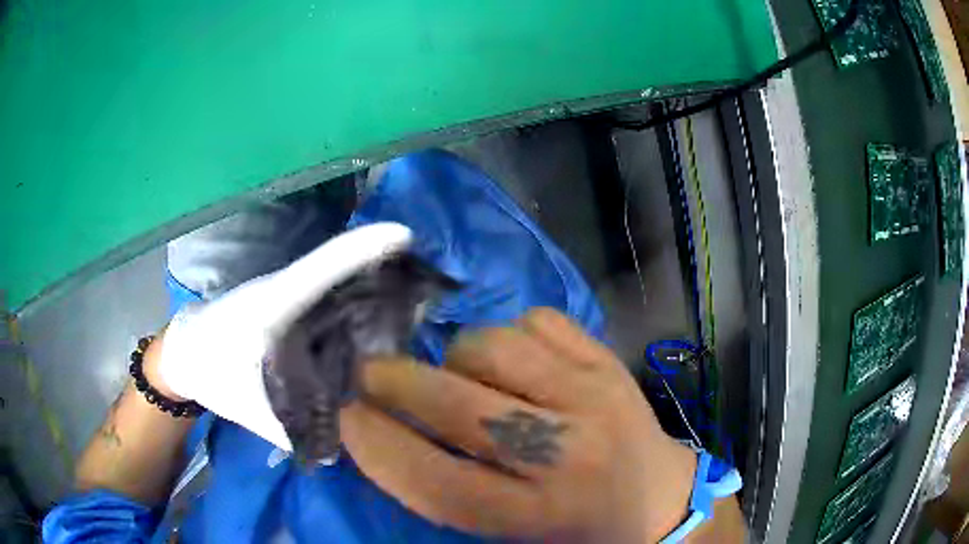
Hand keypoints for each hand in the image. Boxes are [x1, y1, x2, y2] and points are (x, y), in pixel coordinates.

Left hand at [155, 222, 412, 449]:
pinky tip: (376, 333)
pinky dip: (355, 309)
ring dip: (374, 290)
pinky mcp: (289, 304)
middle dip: (387, 274)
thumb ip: (293, 430)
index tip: (405, 237)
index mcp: (272, 306)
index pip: (320, 269)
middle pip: (342, 272)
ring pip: (337, 285)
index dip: (361, 249)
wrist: (184, 353)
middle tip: (433, 293)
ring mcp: (288, 294)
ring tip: (416, 312)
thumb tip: (336, 452)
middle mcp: (285, 290)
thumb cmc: (210, 370)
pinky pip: (328, 300)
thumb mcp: (248, 408)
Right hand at [341, 308, 698, 541]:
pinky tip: (513, 358)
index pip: (440, 482)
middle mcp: (567, 454)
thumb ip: (449, 493)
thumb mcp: (510, 536)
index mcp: (538, 515)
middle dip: (395, 382)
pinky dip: (509, 332)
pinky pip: (538, 321)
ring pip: (494, 347)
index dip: (379, 447)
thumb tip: (387, 436)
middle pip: (459, 407)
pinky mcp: (609, 362)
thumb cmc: (578, 530)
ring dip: (456, 355)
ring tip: (458, 373)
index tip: (344, 417)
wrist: (659, 500)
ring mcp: (593, 397)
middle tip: (368, 373)